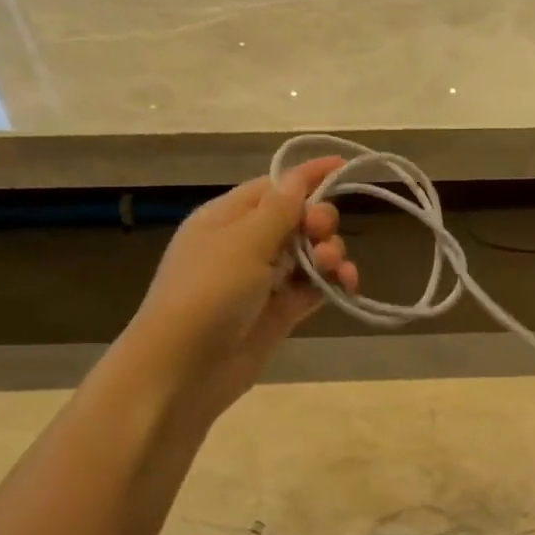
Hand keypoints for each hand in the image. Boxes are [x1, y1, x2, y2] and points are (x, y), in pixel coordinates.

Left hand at [128, 158, 356, 420]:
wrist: (186, 367)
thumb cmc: (208, 294)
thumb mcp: (243, 243)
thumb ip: (279, 210)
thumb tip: (298, 177)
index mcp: (227, 218)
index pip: (274, 187)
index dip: (307, 177)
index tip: (343, 166)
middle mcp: (245, 245)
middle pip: (296, 220)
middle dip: (320, 222)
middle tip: (322, 236)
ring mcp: (263, 281)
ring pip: (309, 255)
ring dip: (330, 254)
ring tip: (335, 268)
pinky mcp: (279, 312)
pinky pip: (313, 289)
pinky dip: (332, 284)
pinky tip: (348, 285)